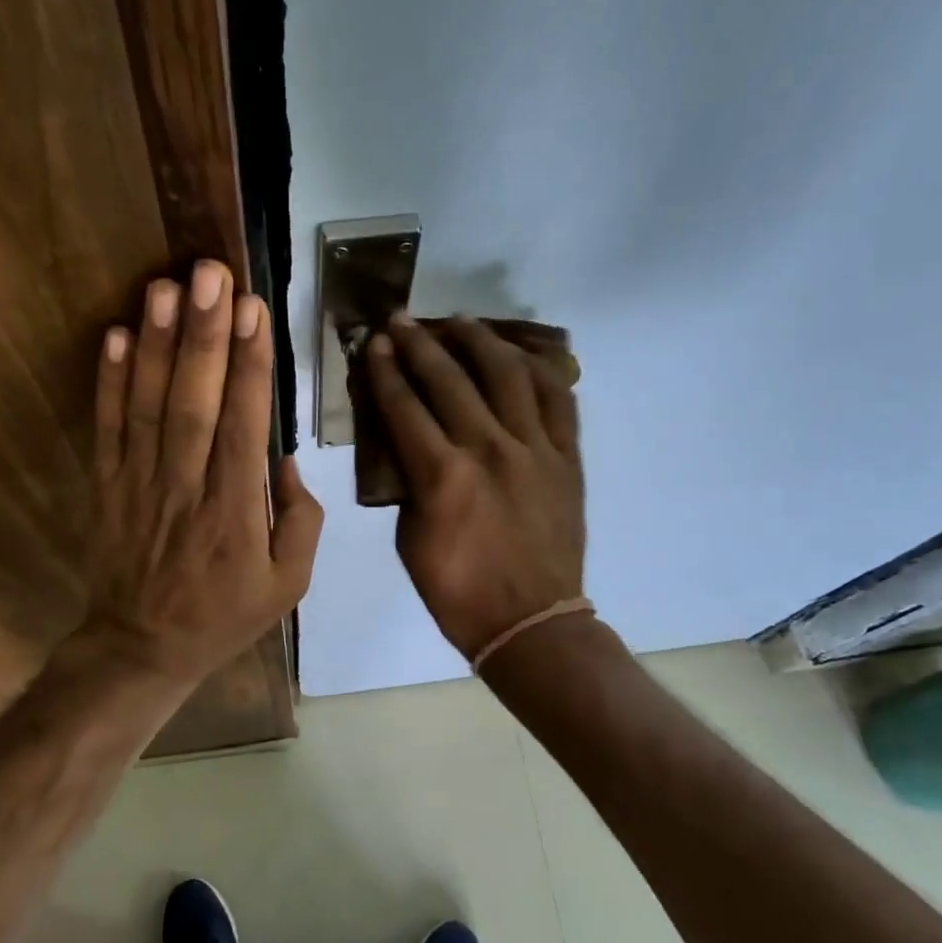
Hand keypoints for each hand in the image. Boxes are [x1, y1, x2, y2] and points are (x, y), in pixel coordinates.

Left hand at [81, 260, 322, 687]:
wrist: (143, 647)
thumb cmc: (224, 615)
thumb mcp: (288, 586)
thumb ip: (300, 522)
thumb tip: (287, 460)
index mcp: (236, 511)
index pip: (244, 425)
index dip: (250, 366)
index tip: (254, 311)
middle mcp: (187, 487)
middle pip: (195, 402)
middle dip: (204, 334)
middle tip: (211, 273)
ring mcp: (140, 484)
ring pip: (148, 405)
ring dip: (156, 343)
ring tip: (165, 286)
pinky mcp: (107, 485)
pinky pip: (107, 428)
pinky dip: (109, 382)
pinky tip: (116, 336)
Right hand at [364, 313, 583, 659]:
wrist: (530, 622)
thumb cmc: (458, 591)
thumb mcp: (410, 540)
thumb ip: (408, 484)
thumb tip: (411, 447)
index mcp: (442, 476)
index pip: (404, 406)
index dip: (385, 371)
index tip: (375, 343)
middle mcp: (489, 449)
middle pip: (450, 379)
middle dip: (420, 344)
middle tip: (403, 320)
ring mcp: (535, 450)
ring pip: (508, 374)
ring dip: (480, 341)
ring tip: (461, 323)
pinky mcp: (567, 458)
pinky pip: (558, 399)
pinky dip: (538, 369)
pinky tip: (519, 355)